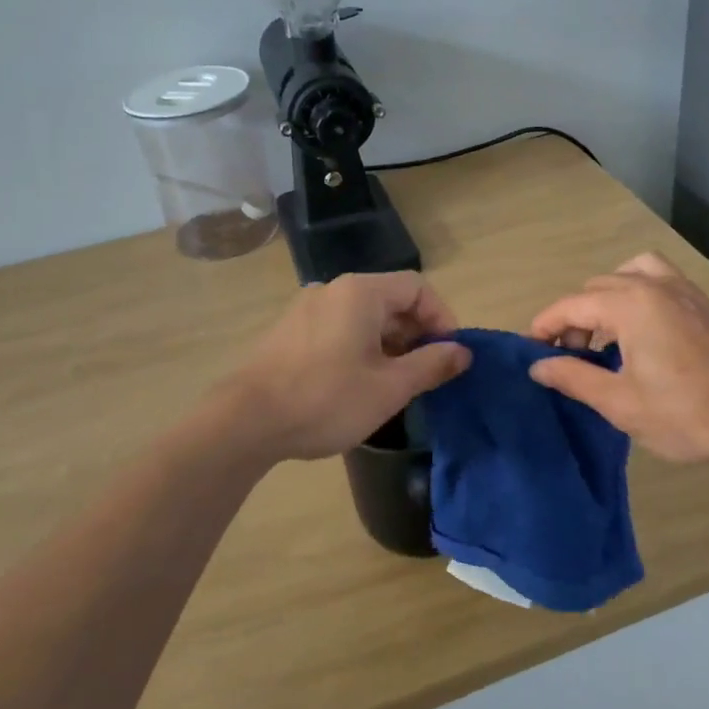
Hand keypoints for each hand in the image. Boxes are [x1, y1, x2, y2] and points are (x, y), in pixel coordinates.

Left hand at [223, 272, 470, 461]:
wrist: (246, 421)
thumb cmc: (326, 399)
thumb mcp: (390, 387)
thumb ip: (432, 365)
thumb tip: (463, 352)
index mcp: (361, 293)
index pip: (417, 287)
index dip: (441, 317)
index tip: (448, 354)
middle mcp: (333, 290)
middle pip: (390, 299)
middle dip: (415, 332)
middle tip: (424, 372)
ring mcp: (306, 308)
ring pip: (363, 316)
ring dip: (388, 342)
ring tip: (392, 382)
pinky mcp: (289, 331)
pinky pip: (338, 327)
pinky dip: (359, 346)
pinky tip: (356, 383)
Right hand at [528, 252, 708, 466]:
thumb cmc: (684, 414)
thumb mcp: (619, 402)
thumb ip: (573, 376)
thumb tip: (537, 366)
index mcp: (630, 304)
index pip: (571, 305)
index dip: (545, 326)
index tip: (531, 351)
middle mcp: (653, 285)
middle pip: (596, 288)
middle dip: (574, 318)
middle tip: (570, 358)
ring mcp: (682, 290)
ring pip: (627, 275)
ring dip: (605, 300)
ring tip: (604, 338)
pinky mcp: (701, 303)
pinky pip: (657, 279)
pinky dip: (636, 292)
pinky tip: (639, 330)